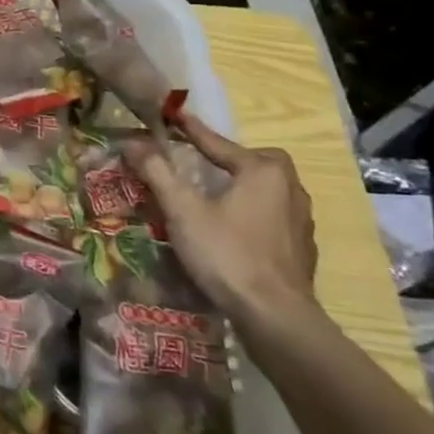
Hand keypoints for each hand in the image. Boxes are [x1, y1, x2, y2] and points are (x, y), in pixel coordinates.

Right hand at [132, 113, 319, 328]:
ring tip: (216, 195)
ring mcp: (301, 221)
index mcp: (263, 171)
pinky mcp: (302, 249)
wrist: (277, 318)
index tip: (174, 114)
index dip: (192, 130)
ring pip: (268, 190)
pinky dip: (253, 214)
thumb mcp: (183, 211)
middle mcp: (290, 188)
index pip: (219, 143)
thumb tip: (132, 141)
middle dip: (229, 158)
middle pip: (254, 162)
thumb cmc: (228, 254)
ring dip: (242, 187)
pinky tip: (235, 230)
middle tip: (203, 163)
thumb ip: (157, 172)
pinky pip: (273, 217)